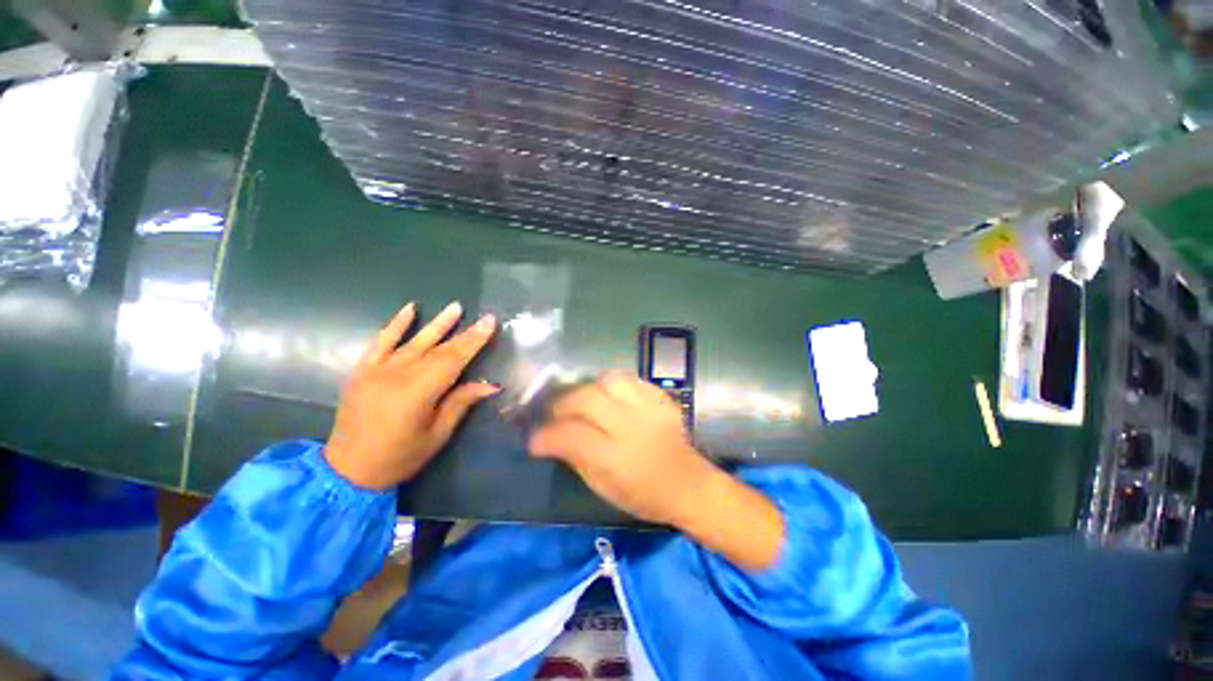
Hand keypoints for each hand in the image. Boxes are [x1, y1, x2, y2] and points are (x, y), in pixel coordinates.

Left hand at [324, 301, 498, 489]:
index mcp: (417, 394)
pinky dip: (396, 324)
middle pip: (437, 349)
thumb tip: (491, 384)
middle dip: (463, 333)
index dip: (473, 341)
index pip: (452, 360)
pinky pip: (380, 341)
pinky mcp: (362, 370)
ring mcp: (376, 370)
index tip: (490, 323)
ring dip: (437, 323)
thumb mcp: (437, 435)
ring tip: (455, 307)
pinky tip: (410, 309)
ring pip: (413, 341)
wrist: (346, 470)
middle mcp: (397, 375)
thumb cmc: (399, 457)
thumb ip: (460, 403)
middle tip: (483, 317)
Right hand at [528, 371, 719, 525]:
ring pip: (609, 380)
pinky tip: (608, 396)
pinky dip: (612, 384)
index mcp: (616, 458)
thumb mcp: (603, 487)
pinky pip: (630, 379)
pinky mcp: (661, 398)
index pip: (571, 435)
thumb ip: (575, 458)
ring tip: (582, 399)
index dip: (546, 435)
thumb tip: (550, 437)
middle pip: (587, 398)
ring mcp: (649, 408)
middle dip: (562, 403)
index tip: (534, 439)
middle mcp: (632, 427)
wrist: (688, 484)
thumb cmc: (643, 495)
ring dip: (588, 387)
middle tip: (554, 413)